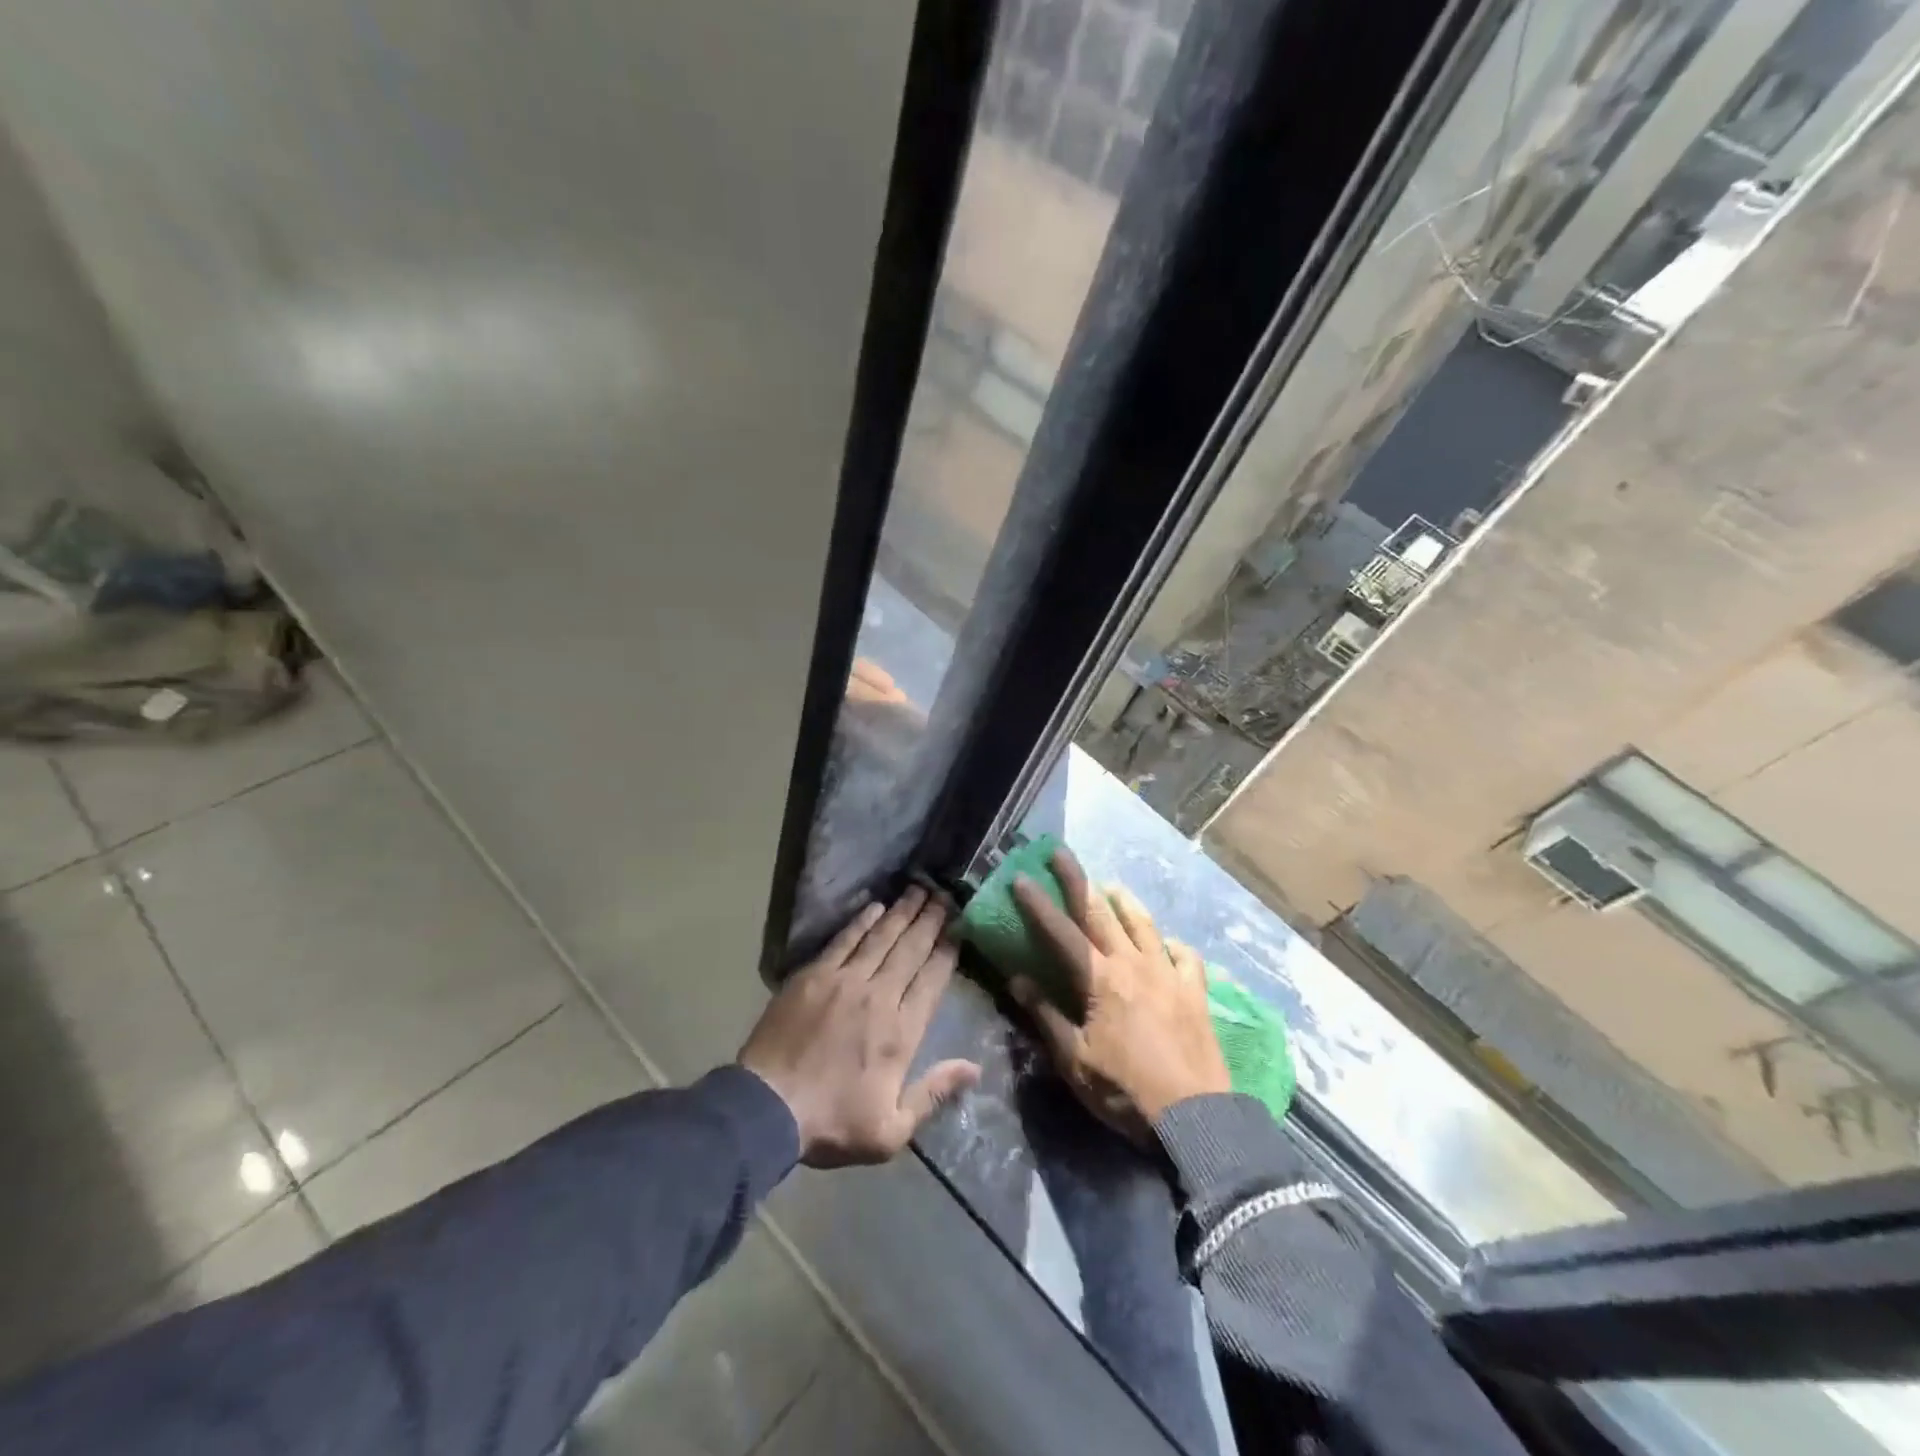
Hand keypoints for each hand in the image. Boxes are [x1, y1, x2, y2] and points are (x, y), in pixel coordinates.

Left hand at [740, 886, 980, 1167]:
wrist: (767, 1108)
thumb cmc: (832, 1123)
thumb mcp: (891, 1130)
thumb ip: (934, 1094)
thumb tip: (975, 1068)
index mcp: (901, 1031)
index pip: (932, 980)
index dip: (948, 951)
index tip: (959, 927)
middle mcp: (879, 996)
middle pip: (911, 950)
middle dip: (930, 920)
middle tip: (944, 894)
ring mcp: (844, 981)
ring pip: (881, 938)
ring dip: (902, 913)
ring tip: (918, 890)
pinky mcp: (814, 976)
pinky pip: (844, 940)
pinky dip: (861, 921)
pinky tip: (875, 906)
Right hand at [1011, 848, 1229, 1140]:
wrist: (1195, 1117)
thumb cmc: (1125, 1091)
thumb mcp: (1075, 1060)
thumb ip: (1046, 1016)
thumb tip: (1017, 980)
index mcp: (1101, 980)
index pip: (1062, 932)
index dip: (1039, 904)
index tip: (1021, 877)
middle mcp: (1134, 964)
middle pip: (1101, 913)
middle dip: (1078, 881)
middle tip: (1062, 853)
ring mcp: (1169, 974)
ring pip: (1145, 925)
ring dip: (1125, 902)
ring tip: (1113, 886)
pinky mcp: (1195, 992)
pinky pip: (1186, 956)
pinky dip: (1173, 945)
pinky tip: (1169, 944)